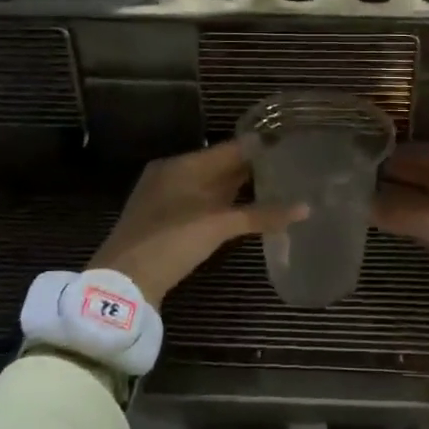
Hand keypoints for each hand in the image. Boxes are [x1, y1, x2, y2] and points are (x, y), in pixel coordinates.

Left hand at [89, 141, 302, 308]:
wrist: (123, 283)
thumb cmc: (170, 242)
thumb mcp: (217, 225)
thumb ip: (260, 215)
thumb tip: (305, 208)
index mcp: (181, 165)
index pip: (228, 148)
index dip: (258, 147)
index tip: (289, 146)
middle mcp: (172, 176)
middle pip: (219, 166)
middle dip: (251, 169)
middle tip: (290, 169)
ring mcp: (167, 200)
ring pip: (210, 187)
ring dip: (238, 190)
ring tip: (276, 189)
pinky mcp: (166, 224)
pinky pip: (202, 206)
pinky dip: (224, 207)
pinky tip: (245, 215)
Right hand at [371, 143, 428, 324]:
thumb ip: (394, 208)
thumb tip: (360, 201)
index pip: (416, 152)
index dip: (387, 156)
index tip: (354, 163)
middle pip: (420, 172)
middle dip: (390, 177)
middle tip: (353, 184)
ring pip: (424, 195)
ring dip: (398, 198)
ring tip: (364, 203)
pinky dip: (409, 216)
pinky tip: (390, 223)